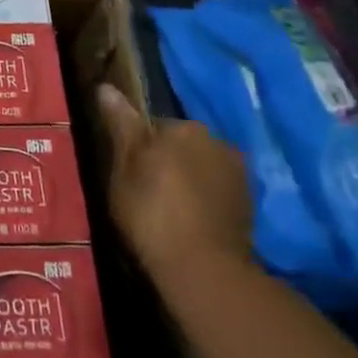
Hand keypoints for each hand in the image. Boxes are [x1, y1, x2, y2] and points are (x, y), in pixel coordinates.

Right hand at [98, 85, 252, 287]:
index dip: (138, 150)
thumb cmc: (152, 211)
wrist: (203, 269)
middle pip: (182, 146)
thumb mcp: (124, 167)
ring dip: (188, 181)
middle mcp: (218, 141)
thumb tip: (106, 87)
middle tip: (145, 193)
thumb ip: (121, 125)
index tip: (129, 175)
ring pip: (201, 169)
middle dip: (167, 162)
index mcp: (185, 127)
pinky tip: (190, 223)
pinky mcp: (250, 206)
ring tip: (168, 212)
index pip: (154, 127)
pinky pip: (217, 192)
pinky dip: (204, 201)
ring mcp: (240, 175)